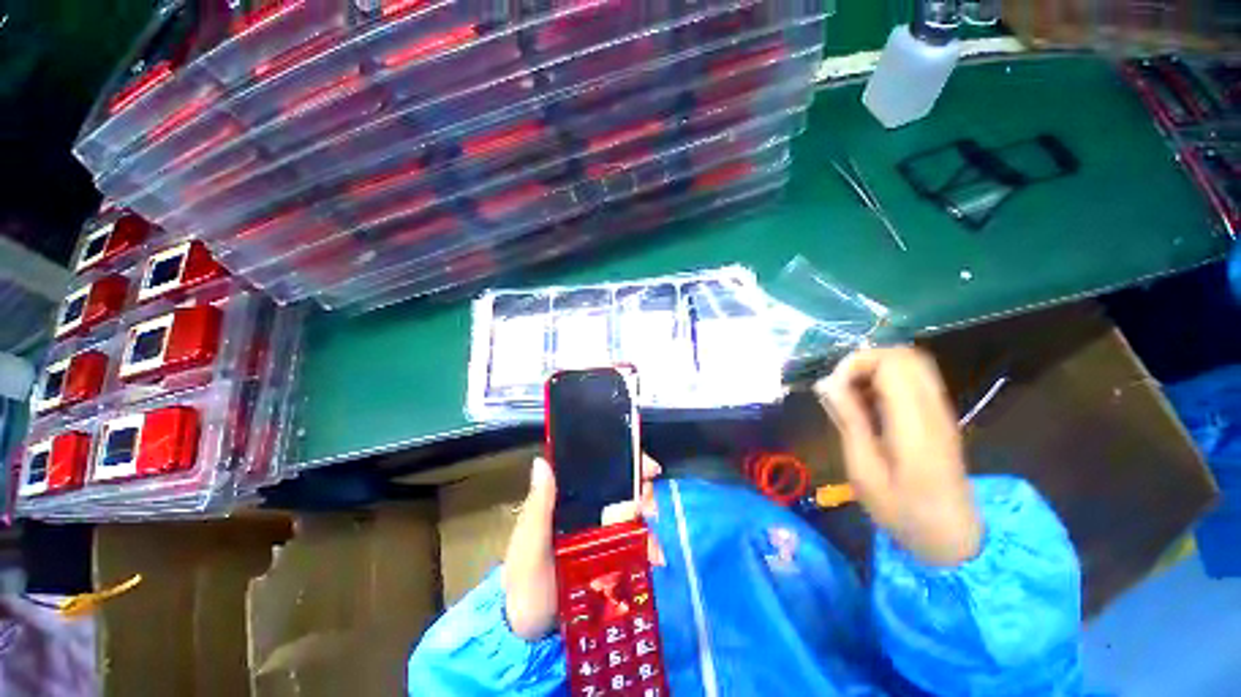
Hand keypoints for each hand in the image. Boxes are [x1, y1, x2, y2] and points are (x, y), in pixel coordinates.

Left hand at [502, 454, 661, 640]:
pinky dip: (649, 548)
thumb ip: (538, 507)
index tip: (647, 468)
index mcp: (569, 498)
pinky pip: (637, 545)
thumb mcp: (529, 544)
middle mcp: (590, 510)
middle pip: (624, 488)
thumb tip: (541, 461)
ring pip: (634, 516)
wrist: (532, 635)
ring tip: (652, 544)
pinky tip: (654, 559)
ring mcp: (604, 534)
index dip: (625, 461)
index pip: (599, 469)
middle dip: (644, 493)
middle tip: (650, 509)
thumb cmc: (526, 581)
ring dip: (648, 522)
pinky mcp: (614, 557)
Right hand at [815, 347, 981, 566]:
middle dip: (865, 360)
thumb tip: (826, 383)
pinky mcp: (939, 417)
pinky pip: (914, 381)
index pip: (891, 364)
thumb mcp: (864, 469)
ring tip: (851, 394)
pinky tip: (869, 404)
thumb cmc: (902, 510)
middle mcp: (933, 409)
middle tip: (840, 385)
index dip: (856, 364)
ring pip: (912, 364)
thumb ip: (849, 420)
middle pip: (905, 356)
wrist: (951, 537)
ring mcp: (941, 411)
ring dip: (875, 369)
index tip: (833, 387)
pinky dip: (886, 381)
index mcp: (915, 423)